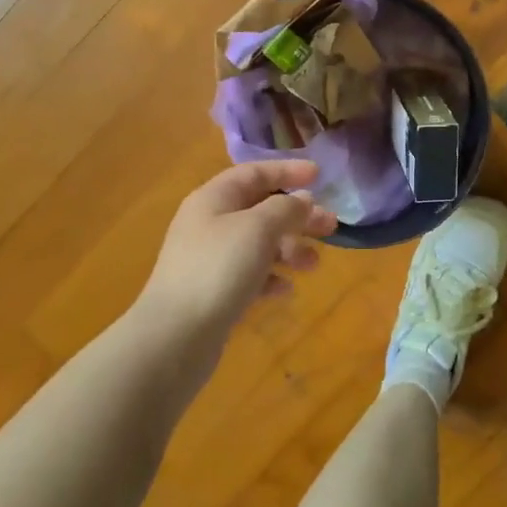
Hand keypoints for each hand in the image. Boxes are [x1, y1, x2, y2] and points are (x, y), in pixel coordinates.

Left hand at [137, 161, 338, 340]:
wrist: (175, 336)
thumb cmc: (218, 269)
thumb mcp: (258, 228)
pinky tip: (286, 289)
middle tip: (330, 226)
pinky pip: (250, 275)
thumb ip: (285, 208)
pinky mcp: (214, 292)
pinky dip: (271, 277)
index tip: (320, 175)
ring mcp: (210, 259)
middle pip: (261, 209)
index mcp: (214, 199)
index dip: (287, 170)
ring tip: (313, 265)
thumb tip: (303, 199)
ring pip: (259, 244)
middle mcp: (209, 224)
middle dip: (297, 216)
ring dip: (289, 249)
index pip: (254, 173)